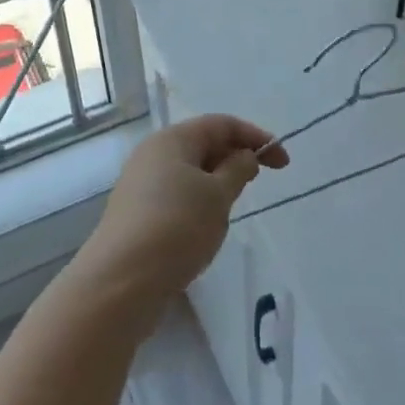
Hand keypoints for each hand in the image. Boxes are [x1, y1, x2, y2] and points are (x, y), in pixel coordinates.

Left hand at [73, 115, 288, 324]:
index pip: (221, 124)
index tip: (283, 162)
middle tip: (260, 180)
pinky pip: (176, 194)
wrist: (121, 281)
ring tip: (233, 205)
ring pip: (189, 171)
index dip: (255, 136)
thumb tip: (242, 156)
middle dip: (235, 156)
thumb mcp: (218, 196)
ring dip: (217, 181)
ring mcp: (141, 183)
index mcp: (173, 139)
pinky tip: (206, 226)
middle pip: (202, 144)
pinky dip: (198, 200)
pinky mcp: (137, 212)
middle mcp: (153, 153)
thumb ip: (237, 170)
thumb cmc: (177, 227)